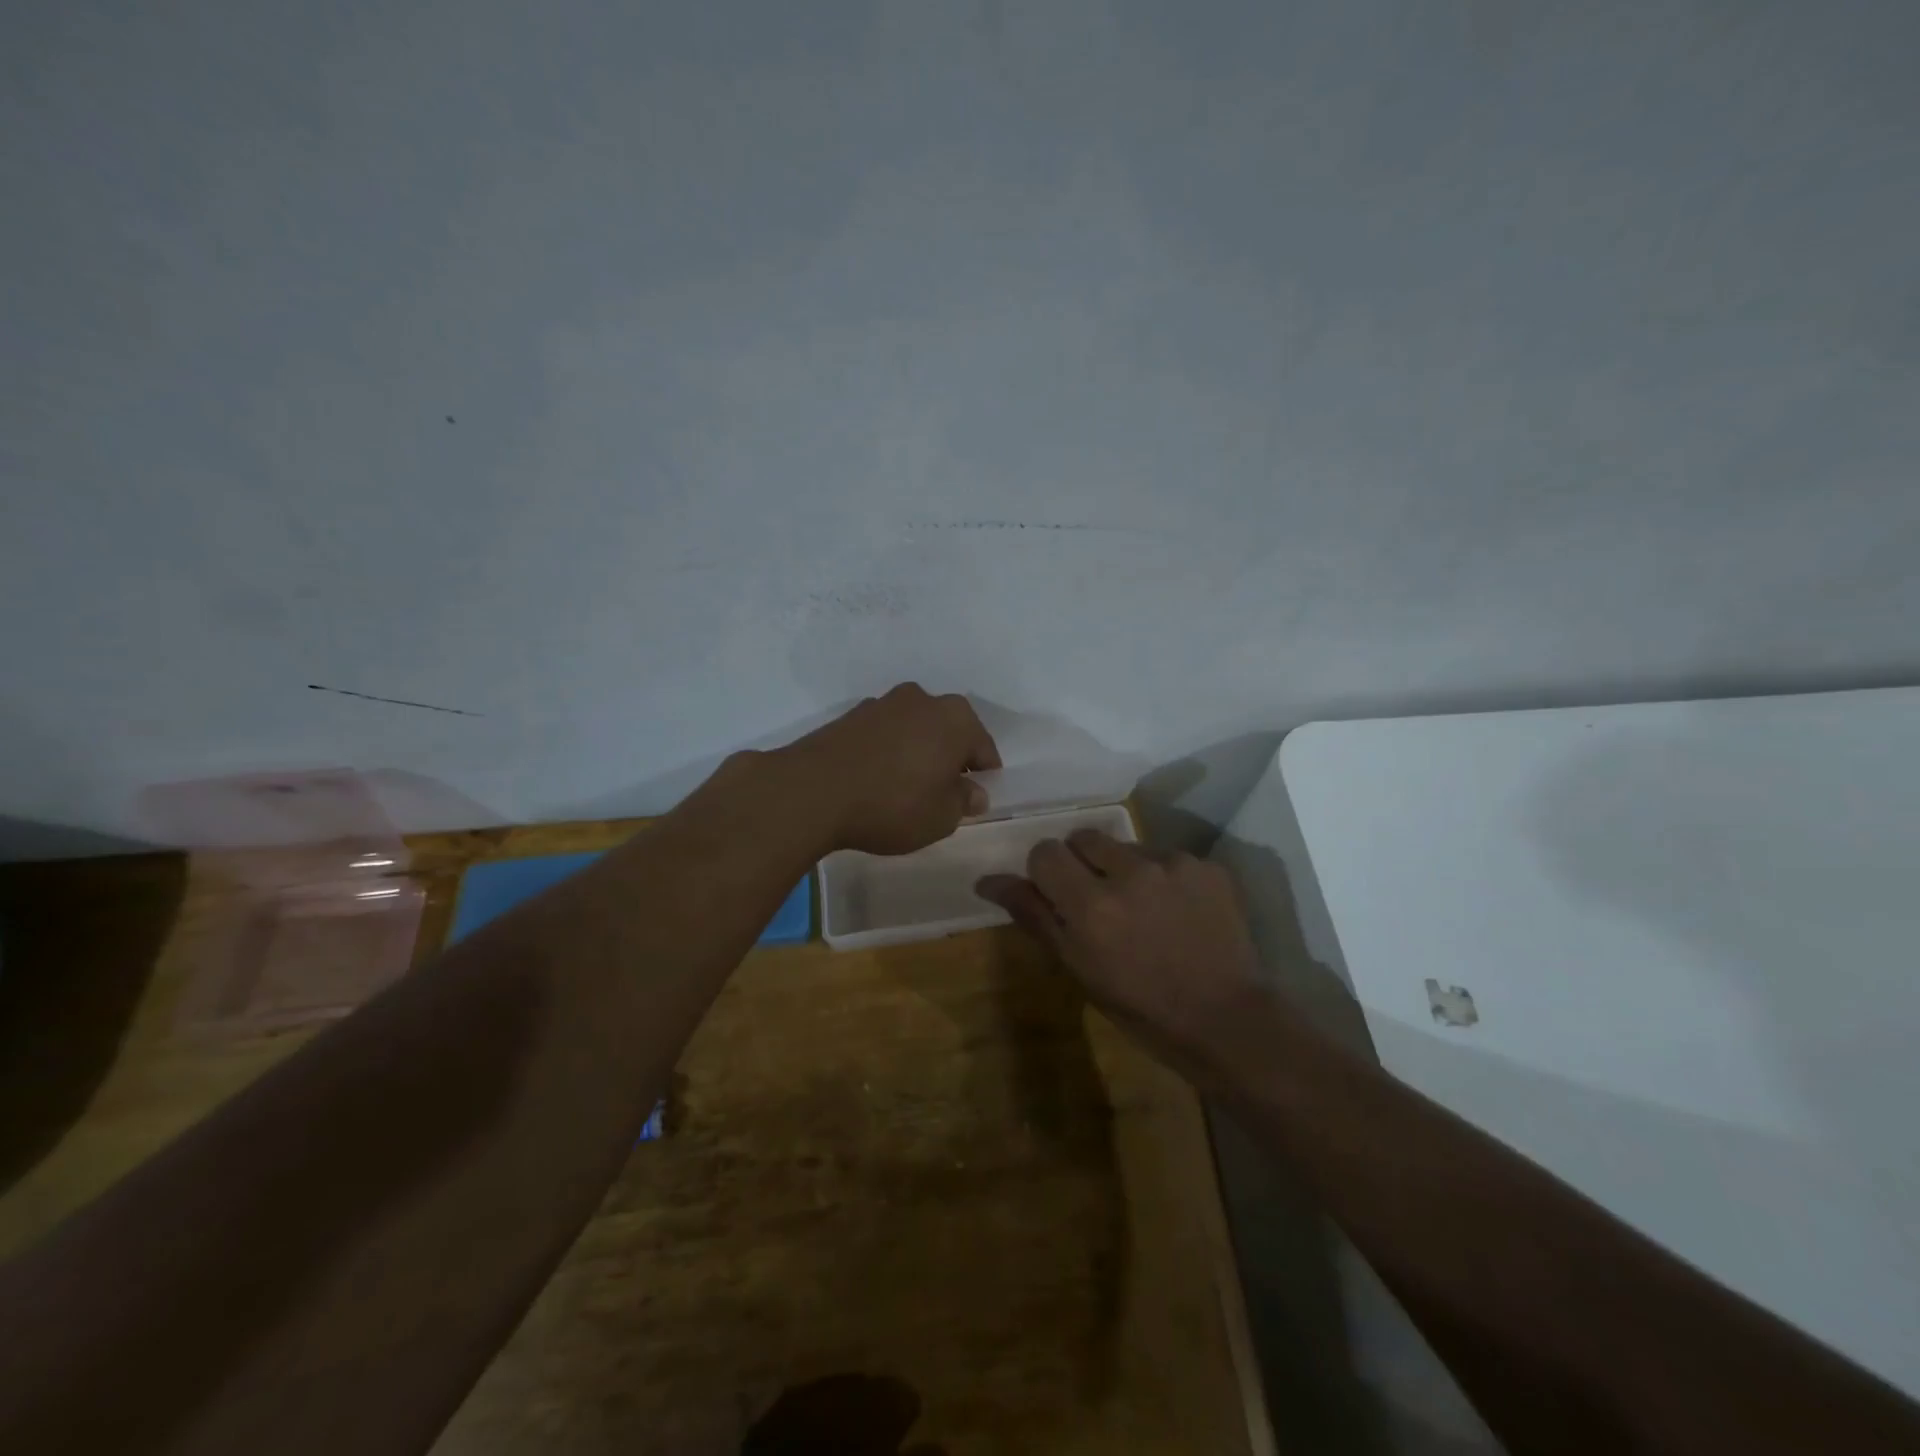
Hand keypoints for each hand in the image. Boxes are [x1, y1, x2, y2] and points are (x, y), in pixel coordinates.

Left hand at [783, 684, 1000, 854]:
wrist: (813, 791)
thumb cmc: (893, 804)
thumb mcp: (941, 817)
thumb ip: (964, 802)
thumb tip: (974, 792)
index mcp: (956, 718)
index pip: (984, 748)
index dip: (984, 777)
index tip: (974, 800)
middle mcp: (923, 700)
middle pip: (948, 732)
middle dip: (950, 759)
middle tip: (942, 793)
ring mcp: (883, 703)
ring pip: (915, 730)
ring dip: (917, 752)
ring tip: (905, 788)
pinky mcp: (851, 715)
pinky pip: (884, 735)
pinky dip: (888, 752)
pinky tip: (877, 779)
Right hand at [977, 830, 1268, 1075]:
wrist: (1225, 1020)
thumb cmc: (1140, 1006)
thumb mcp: (1078, 967)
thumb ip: (1034, 915)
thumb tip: (987, 881)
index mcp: (1090, 905)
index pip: (1046, 852)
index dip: (1047, 872)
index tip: (1059, 897)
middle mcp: (1129, 872)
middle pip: (1084, 837)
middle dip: (1082, 863)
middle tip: (1098, 900)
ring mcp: (1173, 864)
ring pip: (1126, 845)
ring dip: (1124, 868)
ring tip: (1144, 909)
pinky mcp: (1207, 865)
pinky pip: (1167, 856)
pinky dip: (1164, 876)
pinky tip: (1178, 911)